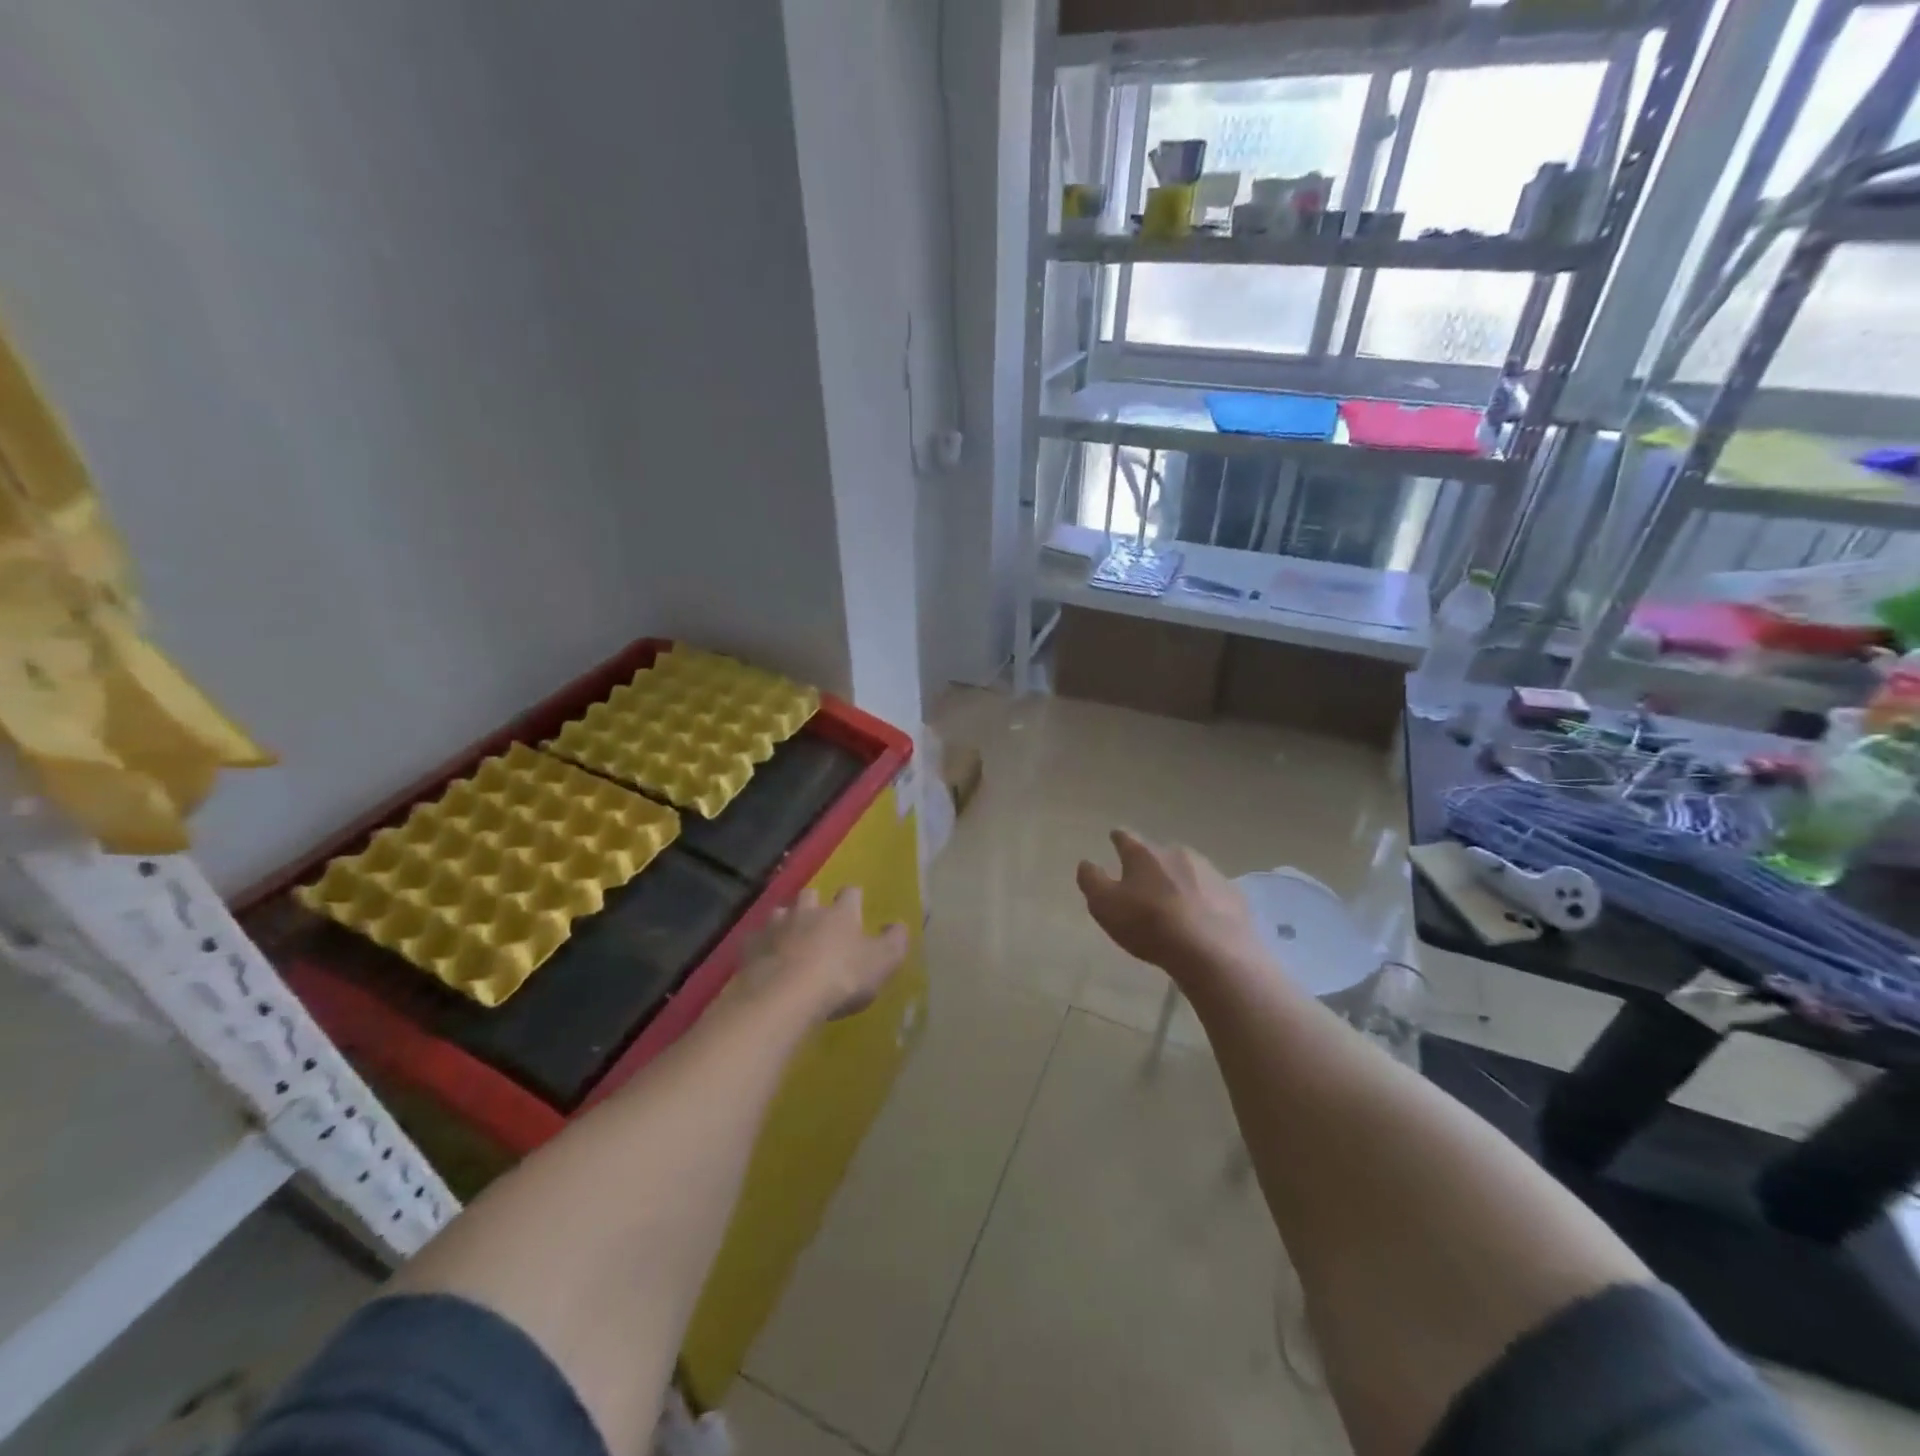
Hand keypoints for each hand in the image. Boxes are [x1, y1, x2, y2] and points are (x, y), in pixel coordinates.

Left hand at [738, 886, 908, 1024]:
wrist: (784, 996)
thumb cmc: (840, 977)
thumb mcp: (881, 963)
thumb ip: (894, 942)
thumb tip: (900, 925)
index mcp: (840, 913)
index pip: (850, 893)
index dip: (853, 898)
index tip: (856, 905)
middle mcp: (807, 911)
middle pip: (809, 895)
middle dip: (813, 904)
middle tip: (818, 922)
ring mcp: (775, 927)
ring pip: (780, 913)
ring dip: (785, 922)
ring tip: (789, 940)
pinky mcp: (750, 948)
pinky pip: (755, 940)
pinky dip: (761, 947)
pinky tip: (764, 960)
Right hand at [1077, 829, 1260, 980]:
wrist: (1213, 951)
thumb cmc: (1150, 925)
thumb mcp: (1105, 906)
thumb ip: (1091, 881)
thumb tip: (1086, 863)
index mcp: (1144, 853)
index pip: (1126, 837)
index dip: (1118, 838)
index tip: (1114, 837)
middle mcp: (1177, 853)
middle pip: (1159, 853)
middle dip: (1151, 864)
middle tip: (1143, 883)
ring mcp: (1209, 871)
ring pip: (1188, 870)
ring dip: (1179, 881)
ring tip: (1174, 903)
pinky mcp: (1232, 894)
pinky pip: (1211, 892)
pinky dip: (1203, 900)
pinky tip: (1201, 919)